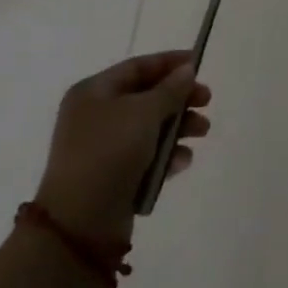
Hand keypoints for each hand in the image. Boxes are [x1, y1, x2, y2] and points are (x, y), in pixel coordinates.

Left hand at [35, 51, 211, 245]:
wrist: (80, 224)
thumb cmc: (109, 153)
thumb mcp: (144, 112)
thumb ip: (170, 89)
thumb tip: (187, 70)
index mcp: (93, 92)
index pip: (137, 67)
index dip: (170, 63)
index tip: (199, 65)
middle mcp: (95, 116)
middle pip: (146, 97)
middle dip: (179, 99)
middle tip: (206, 102)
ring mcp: (103, 148)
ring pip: (149, 128)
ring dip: (178, 127)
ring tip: (202, 132)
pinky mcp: (113, 177)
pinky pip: (145, 157)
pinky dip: (166, 156)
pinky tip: (183, 161)